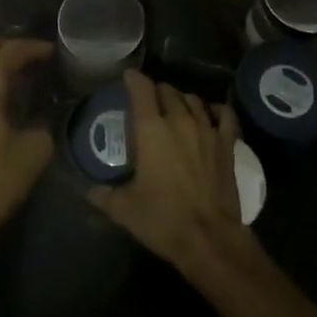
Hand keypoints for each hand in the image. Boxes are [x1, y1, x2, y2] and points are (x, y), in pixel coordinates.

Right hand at [88, 69, 247, 277]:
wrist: (210, 239)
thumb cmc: (163, 219)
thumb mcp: (124, 209)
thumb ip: (104, 195)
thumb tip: (89, 190)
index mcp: (151, 128)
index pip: (141, 88)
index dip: (133, 79)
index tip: (128, 78)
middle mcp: (179, 120)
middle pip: (168, 91)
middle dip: (156, 92)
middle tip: (149, 103)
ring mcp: (207, 129)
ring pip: (193, 100)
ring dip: (182, 100)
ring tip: (176, 110)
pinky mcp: (227, 143)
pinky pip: (225, 114)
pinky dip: (217, 110)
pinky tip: (211, 115)